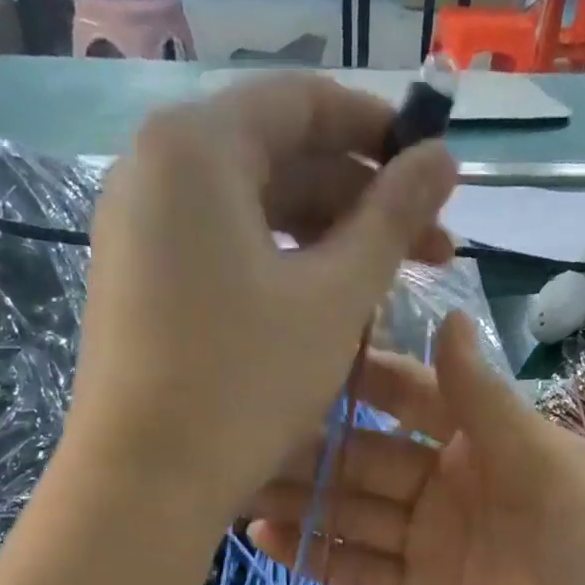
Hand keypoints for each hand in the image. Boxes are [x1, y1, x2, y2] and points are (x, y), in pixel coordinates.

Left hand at [65, 73, 457, 533]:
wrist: (146, 482)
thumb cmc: (246, 382)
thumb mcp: (335, 297)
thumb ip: (393, 217)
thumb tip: (445, 156)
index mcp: (197, 147)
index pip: (304, 102)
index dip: (381, 130)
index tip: (436, 174)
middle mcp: (155, 170)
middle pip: (279, 157)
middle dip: (362, 199)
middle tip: (432, 250)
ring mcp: (140, 229)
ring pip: (255, 210)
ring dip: (328, 240)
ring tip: (387, 288)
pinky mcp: (140, 282)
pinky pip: (225, 250)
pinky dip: (282, 267)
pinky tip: (326, 308)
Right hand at [246, 314, 584, 584]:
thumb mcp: (550, 468)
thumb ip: (487, 403)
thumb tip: (446, 314)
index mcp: (485, 441)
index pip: (410, 396)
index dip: (358, 379)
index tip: (294, 355)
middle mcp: (449, 485)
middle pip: (367, 459)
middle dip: (310, 447)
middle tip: (239, 433)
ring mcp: (431, 544)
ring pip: (354, 515)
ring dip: (301, 501)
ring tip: (236, 485)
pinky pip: (362, 572)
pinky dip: (318, 557)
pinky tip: (267, 538)